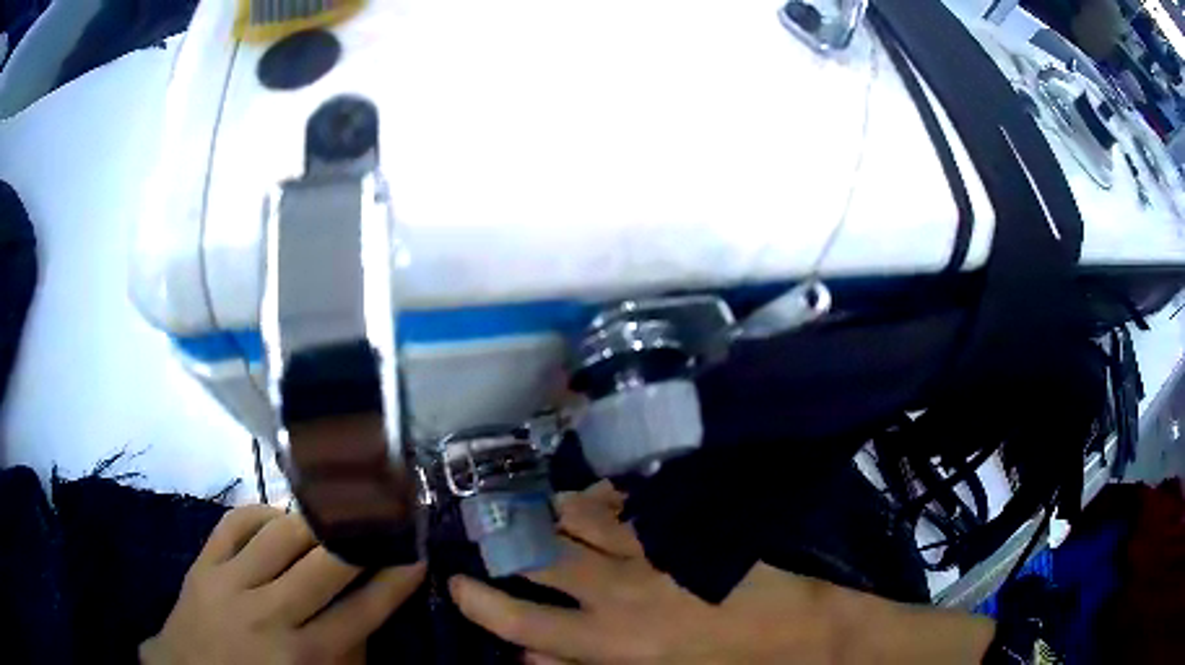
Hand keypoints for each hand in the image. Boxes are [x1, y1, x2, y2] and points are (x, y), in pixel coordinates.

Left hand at [140, 505, 424, 664]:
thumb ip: (345, 654)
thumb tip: (368, 609)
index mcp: (303, 656)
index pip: (362, 611)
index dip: (394, 581)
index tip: (415, 556)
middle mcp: (269, 615)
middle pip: (326, 564)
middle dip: (360, 537)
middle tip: (381, 518)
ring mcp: (230, 583)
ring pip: (282, 534)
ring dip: (315, 520)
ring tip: (334, 512)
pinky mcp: (203, 562)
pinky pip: (237, 521)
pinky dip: (263, 512)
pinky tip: (280, 517)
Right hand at [449, 482, 994, 663]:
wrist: (794, 632)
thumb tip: (530, 657)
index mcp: (608, 643)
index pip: (521, 622)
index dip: (480, 602)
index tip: (455, 583)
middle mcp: (616, 593)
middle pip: (540, 556)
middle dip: (505, 538)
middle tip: (486, 527)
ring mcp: (647, 554)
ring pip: (576, 518)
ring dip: (548, 512)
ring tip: (531, 508)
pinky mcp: (676, 530)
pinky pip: (621, 507)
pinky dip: (595, 503)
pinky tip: (586, 501)